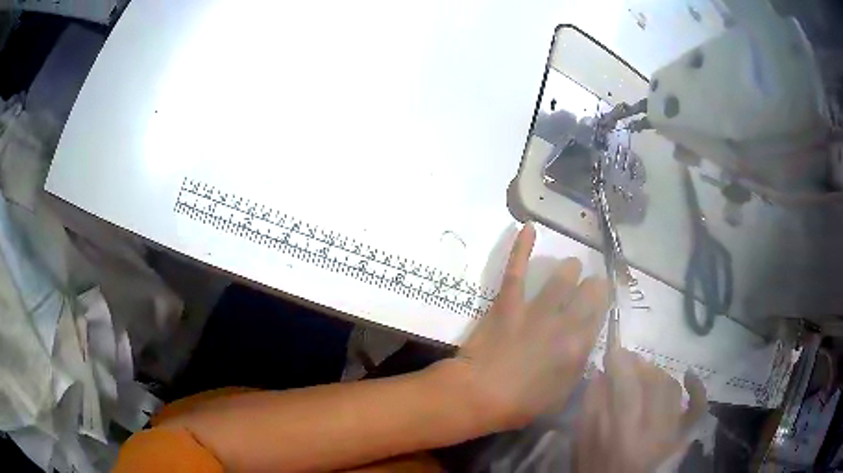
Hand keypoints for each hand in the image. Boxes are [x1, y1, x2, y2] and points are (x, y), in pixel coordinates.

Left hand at [446, 223, 608, 430]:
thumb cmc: (520, 405)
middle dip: (592, 286)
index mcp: (579, 348)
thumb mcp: (559, 398)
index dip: (602, 306)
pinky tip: (528, 227)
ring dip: (569, 270)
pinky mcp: (509, 301)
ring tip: (571, 267)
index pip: (600, 316)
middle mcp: (565, 323)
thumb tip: (584, 356)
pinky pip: (517, 269)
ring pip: (562, 278)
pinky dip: (522, 246)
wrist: (479, 395)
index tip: (602, 302)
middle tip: (590, 285)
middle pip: (589, 293)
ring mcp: (537, 309)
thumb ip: (576, 373)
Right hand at [574, 346, 707, 471]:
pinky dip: (697, 388)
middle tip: (626, 361)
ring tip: (645, 372)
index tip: (612, 350)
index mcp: (617, 434)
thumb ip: (590, 411)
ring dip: (656, 373)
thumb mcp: (582, 447)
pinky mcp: (683, 437)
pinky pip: (697, 408)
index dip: (619, 360)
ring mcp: (670, 432)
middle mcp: (648, 431)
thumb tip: (601, 374)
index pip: (623, 384)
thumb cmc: (596, 470)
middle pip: (650, 381)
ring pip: (670, 387)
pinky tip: (689, 375)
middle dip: (636, 363)